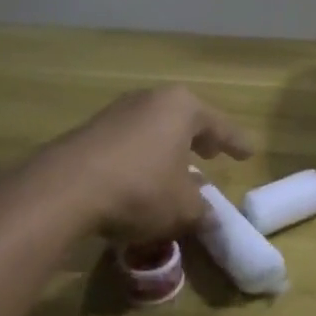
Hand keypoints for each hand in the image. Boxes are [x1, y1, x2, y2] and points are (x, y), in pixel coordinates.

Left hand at [31, 86, 252, 243]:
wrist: (66, 188)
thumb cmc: (141, 189)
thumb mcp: (183, 208)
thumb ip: (202, 210)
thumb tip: (208, 215)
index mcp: (181, 107)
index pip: (219, 125)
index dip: (235, 142)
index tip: (249, 152)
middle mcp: (150, 100)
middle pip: (184, 119)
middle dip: (199, 138)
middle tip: (213, 153)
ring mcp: (116, 113)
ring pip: (154, 129)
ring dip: (167, 149)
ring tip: (176, 170)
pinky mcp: (90, 132)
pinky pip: (128, 143)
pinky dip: (141, 158)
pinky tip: (140, 180)